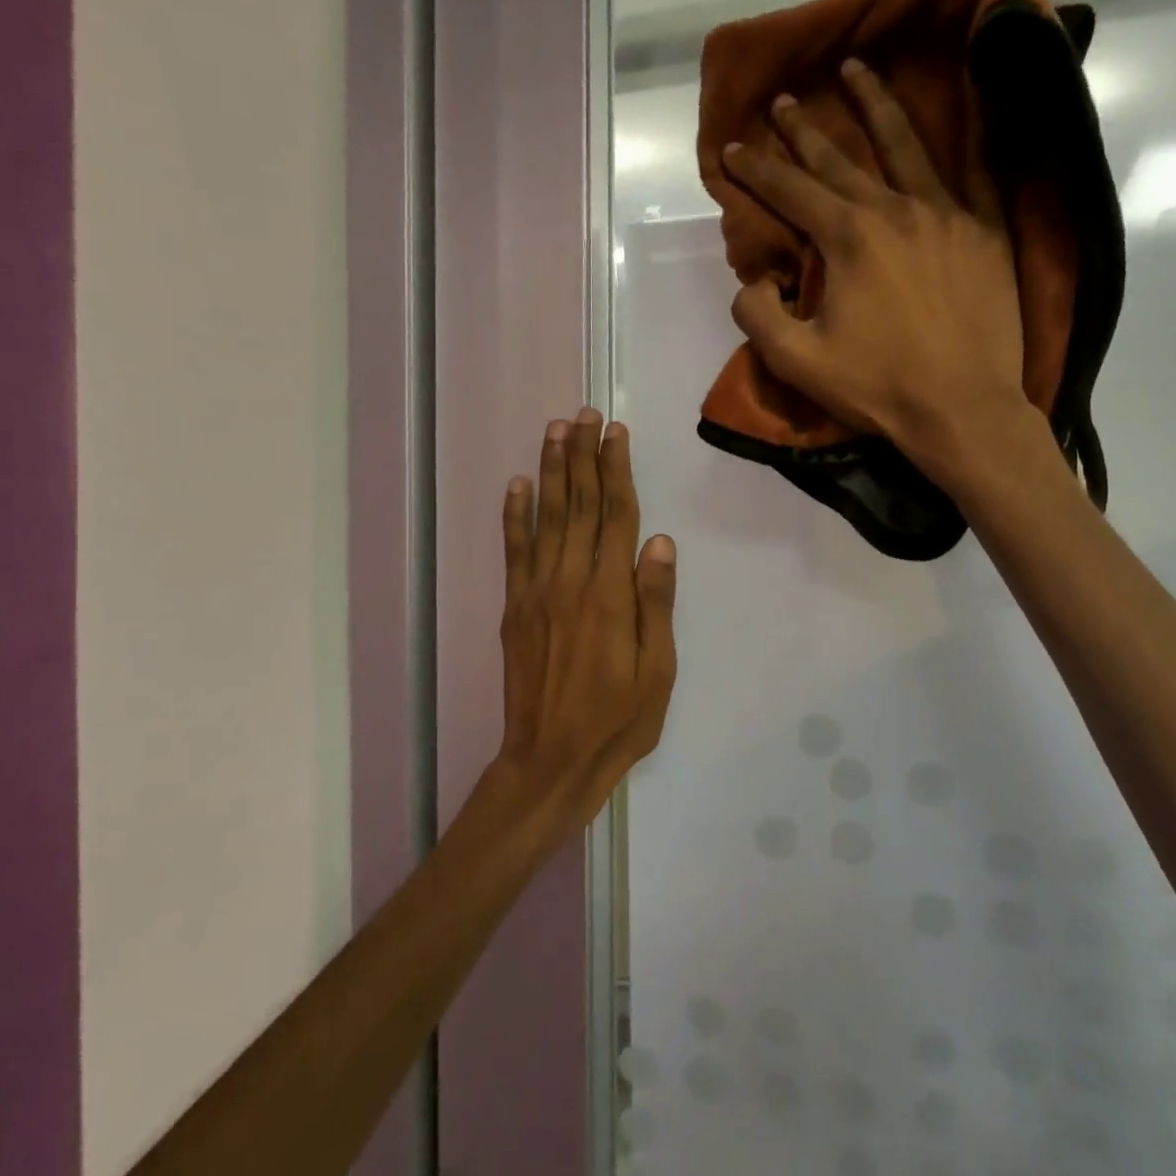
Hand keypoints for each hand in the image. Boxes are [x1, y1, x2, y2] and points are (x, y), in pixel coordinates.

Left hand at [491, 409, 676, 842]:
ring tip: (555, 431)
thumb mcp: (657, 671)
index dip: (616, 471)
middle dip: (582, 456)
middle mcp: (570, 582)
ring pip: (545, 518)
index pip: (615, 517)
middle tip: (584, 414)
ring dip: (550, 471)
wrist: (550, 761)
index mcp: (610, 595)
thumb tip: (661, 543)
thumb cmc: (617, 721)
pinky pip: (514, 551)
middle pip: (578, 506)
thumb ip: (656, 604)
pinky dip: (514, 515)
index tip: (616, 433)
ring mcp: (536, 593)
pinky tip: (516, 486)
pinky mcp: (515, 609)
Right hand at [722, 60, 1037, 478]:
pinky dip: (956, 139)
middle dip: (804, 130)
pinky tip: (950, 115)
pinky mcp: (984, 232)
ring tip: (857, 71)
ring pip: (904, 145)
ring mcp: (945, 215)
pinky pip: (969, 171)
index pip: (792, 191)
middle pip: (840, 159)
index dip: (757, 169)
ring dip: (874, 105)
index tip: (733, 147)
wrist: (963, 408)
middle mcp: (894, 210)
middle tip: (784, 101)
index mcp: (848, 238)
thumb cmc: (878, 388)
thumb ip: (760, 316)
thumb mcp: (799, 363)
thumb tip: (752, 280)